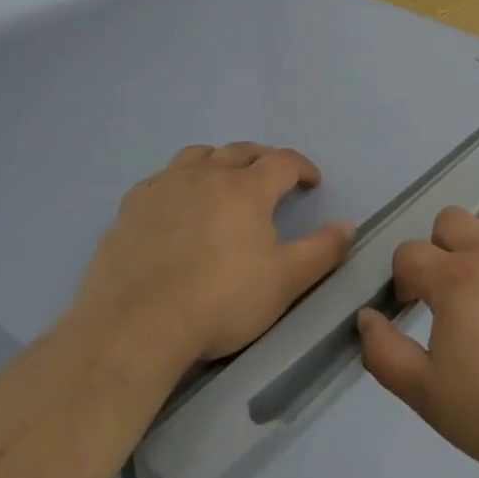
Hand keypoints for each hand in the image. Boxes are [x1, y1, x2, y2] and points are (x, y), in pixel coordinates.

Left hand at [70, 143, 353, 369]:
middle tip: (273, 176)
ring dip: (218, 160)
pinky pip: (159, 178)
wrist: (137, 327)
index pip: (283, 161)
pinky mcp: (131, 208)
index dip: (302, 167)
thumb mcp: (285, 282)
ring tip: (224, 177)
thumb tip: (347, 224)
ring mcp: (164, 188)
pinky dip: (177, 180)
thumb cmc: (221, 302)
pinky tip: (175, 201)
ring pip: (197, 155)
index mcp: (247, 189)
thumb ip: (322, 250)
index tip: (311, 182)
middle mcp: (206, 176)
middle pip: (241, 151)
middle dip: (263, 158)